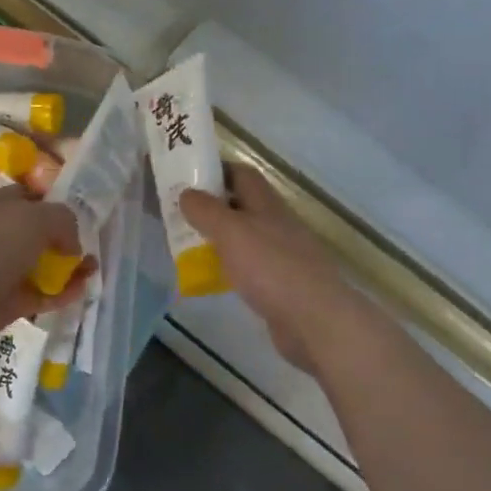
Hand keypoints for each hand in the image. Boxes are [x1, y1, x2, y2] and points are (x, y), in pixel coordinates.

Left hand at [0, 188, 87, 361]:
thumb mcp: (36, 218)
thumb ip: (63, 221)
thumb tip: (73, 245)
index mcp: (2, 205)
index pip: (32, 196)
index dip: (55, 201)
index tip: (82, 213)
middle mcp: (2, 234)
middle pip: (40, 232)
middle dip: (66, 238)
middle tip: (92, 244)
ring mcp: (4, 269)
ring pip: (43, 264)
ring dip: (69, 267)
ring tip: (93, 269)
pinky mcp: (9, 301)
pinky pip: (42, 294)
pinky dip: (62, 293)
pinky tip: (81, 291)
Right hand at [180, 163, 356, 372]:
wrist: (314, 320)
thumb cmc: (271, 268)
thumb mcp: (232, 232)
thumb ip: (207, 211)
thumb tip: (186, 193)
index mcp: (266, 203)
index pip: (241, 174)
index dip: (214, 170)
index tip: (184, 177)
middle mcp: (275, 224)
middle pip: (241, 205)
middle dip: (210, 206)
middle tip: (176, 214)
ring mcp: (280, 255)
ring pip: (243, 237)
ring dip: (217, 238)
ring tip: (184, 245)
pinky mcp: (279, 284)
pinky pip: (248, 267)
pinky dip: (227, 267)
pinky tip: (210, 278)